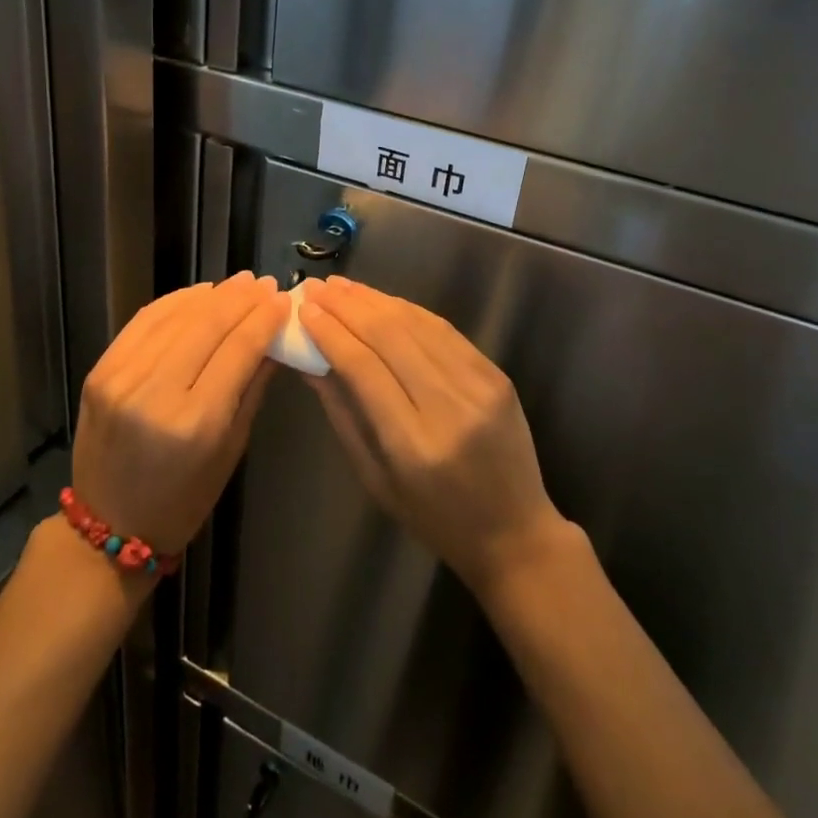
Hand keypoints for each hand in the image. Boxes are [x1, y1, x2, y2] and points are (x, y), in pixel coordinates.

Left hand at [72, 272, 288, 554]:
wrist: (108, 525)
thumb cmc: (184, 499)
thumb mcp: (231, 450)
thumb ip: (253, 388)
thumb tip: (274, 338)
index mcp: (196, 422)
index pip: (238, 350)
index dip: (263, 319)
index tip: (282, 299)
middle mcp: (156, 394)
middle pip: (207, 326)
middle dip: (241, 299)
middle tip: (264, 283)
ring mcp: (121, 379)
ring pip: (175, 317)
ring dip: (210, 294)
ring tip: (238, 283)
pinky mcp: (100, 371)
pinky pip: (143, 322)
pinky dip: (174, 303)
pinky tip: (198, 294)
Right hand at [297, 276, 570, 593]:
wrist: (514, 531)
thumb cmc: (433, 517)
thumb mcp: (375, 477)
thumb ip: (343, 414)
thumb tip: (310, 362)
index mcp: (413, 444)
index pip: (364, 367)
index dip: (330, 332)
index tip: (304, 309)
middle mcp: (449, 407)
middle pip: (390, 337)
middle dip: (347, 307)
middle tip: (316, 287)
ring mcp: (479, 386)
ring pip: (418, 325)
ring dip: (375, 300)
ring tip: (343, 286)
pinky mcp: (496, 375)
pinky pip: (445, 331)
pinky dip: (409, 311)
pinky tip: (384, 301)